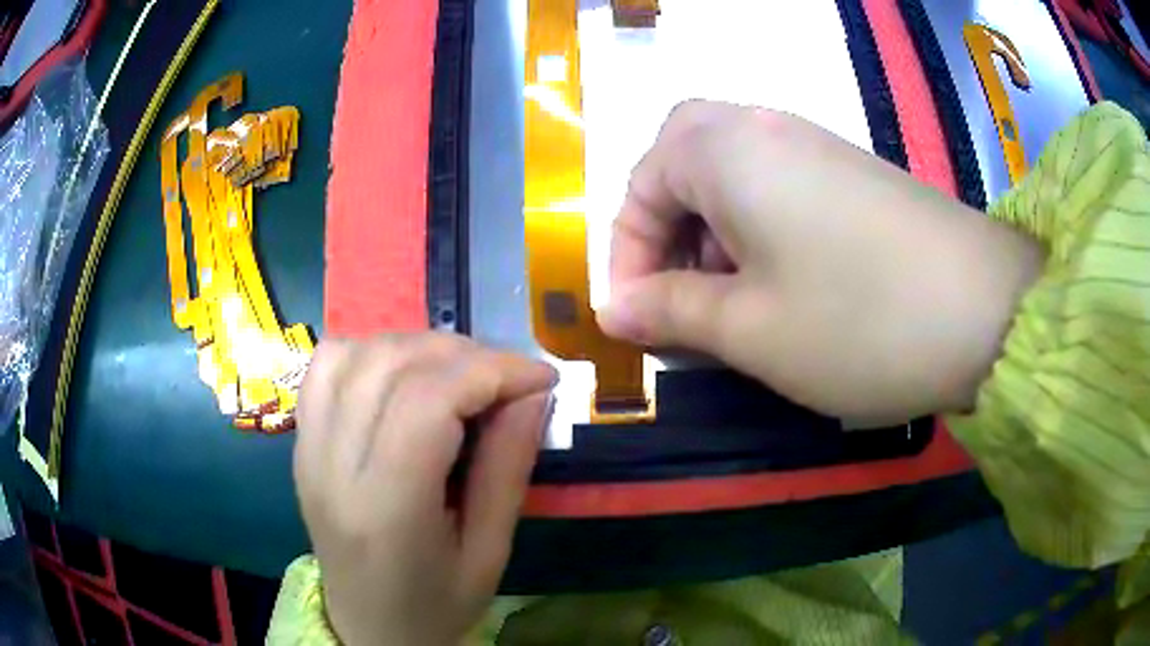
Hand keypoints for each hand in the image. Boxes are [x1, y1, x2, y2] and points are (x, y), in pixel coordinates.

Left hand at [294, 334, 554, 645]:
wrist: (368, 626)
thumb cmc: (436, 604)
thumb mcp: (490, 552)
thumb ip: (508, 468)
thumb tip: (533, 393)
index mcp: (385, 509)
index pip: (427, 401)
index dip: (491, 372)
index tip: (539, 378)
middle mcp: (332, 467)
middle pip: (390, 366)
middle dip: (463, 354)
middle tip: (506, 378)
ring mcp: (307, 448)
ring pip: (355, 353)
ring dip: (417, 347)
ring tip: (459, 374)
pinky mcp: (301, 442)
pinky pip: (325, 365)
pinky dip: (371, 351)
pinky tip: (403, 375)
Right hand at [598, 101, 1042, 424]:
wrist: (987, 311)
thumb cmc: (859, 321)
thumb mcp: (750, 329)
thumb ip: (672, 311)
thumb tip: (616, 311)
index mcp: (725, 151)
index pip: (641, 186)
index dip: (626, 254)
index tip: (635, 318)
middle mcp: (764, 128)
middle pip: (683, 160)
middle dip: (667, 228)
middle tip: (679, 291)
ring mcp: (816, 146)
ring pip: (732, 174)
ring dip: (713, 231)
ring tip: (731, 300)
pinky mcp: (852, 172)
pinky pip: (779, 186)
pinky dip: (759, 229)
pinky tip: (783, 282)